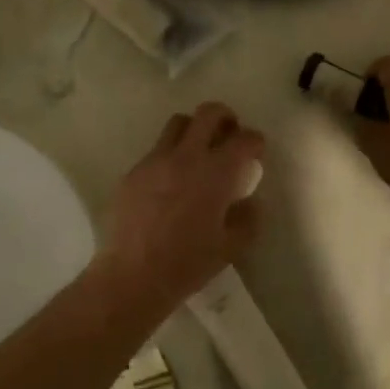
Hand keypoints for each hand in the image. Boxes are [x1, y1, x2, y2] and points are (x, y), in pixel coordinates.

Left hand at [91, 104, 264, 320]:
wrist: (134, 275)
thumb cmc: (188, 264)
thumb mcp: (232, 246)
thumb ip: (248, 218)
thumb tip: (249, 201)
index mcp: (216, 173)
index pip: (244, 139)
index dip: (255, 141)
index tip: (256, 152)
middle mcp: (186, 157)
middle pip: (208, 113)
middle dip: (225, 118)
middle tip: (229, 135)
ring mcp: (155, 161)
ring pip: (177, 124)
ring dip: (194, 130)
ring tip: (198, 154)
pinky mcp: (133, 172)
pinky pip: (156, 152)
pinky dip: (170, 157)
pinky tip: (170, 184)